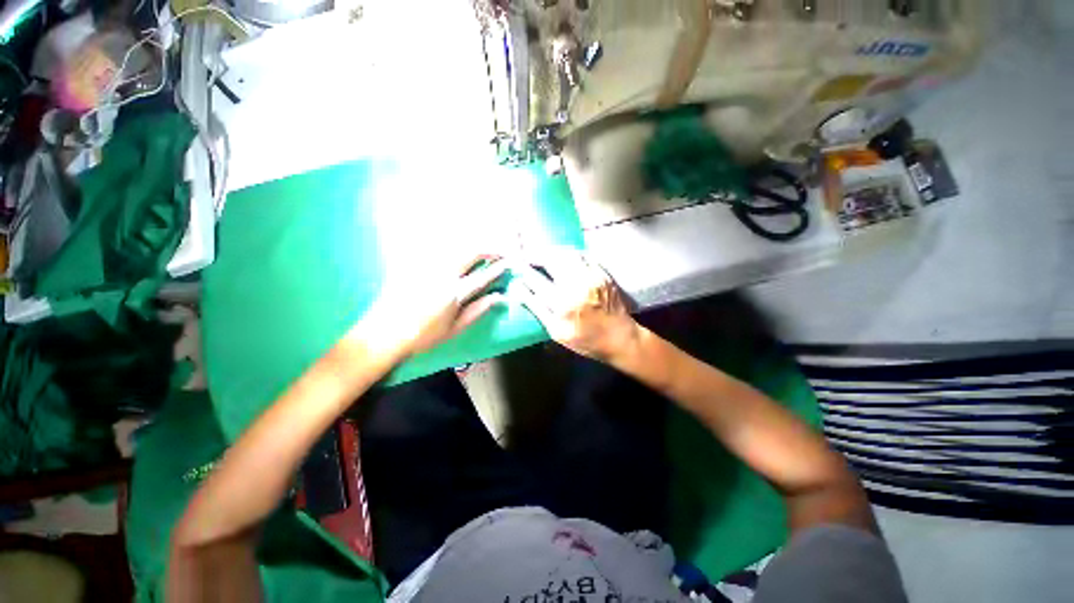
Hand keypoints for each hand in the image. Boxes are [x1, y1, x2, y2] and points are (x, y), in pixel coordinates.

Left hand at [359, 255, 508, 359]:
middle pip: (470, 253)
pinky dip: (449, 245)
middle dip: (488, 248)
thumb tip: (498, 297)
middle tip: (499, 250)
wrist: (385, 333)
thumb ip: (478, 310)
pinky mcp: (412, 263)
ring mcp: (426, 266)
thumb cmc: (423, 335)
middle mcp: (442, 274)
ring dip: (471, 244)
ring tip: (482, 247)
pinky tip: (455, 246)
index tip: (508, 261)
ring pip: (453, 246)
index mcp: (454, 293)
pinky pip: (434, 248)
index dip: (497, 268)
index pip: (482, 276)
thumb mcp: (455, 328)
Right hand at [511, 249, 639, 363]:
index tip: (515, 267)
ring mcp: (591, 276)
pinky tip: (562, 256)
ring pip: (566, 254)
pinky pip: (582, 256)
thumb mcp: (557, 332)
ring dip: (551, 252)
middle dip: (535, 256)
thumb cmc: (586, 340)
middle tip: (527, 257)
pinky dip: (568, 253)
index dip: (523, 273)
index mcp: (562, 304)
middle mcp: (576, 286)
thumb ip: (537, 310)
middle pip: (550, 261)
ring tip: (542, 255)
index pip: (535, 282)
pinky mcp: (601, 273)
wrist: (620, 337)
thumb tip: (519, 291)